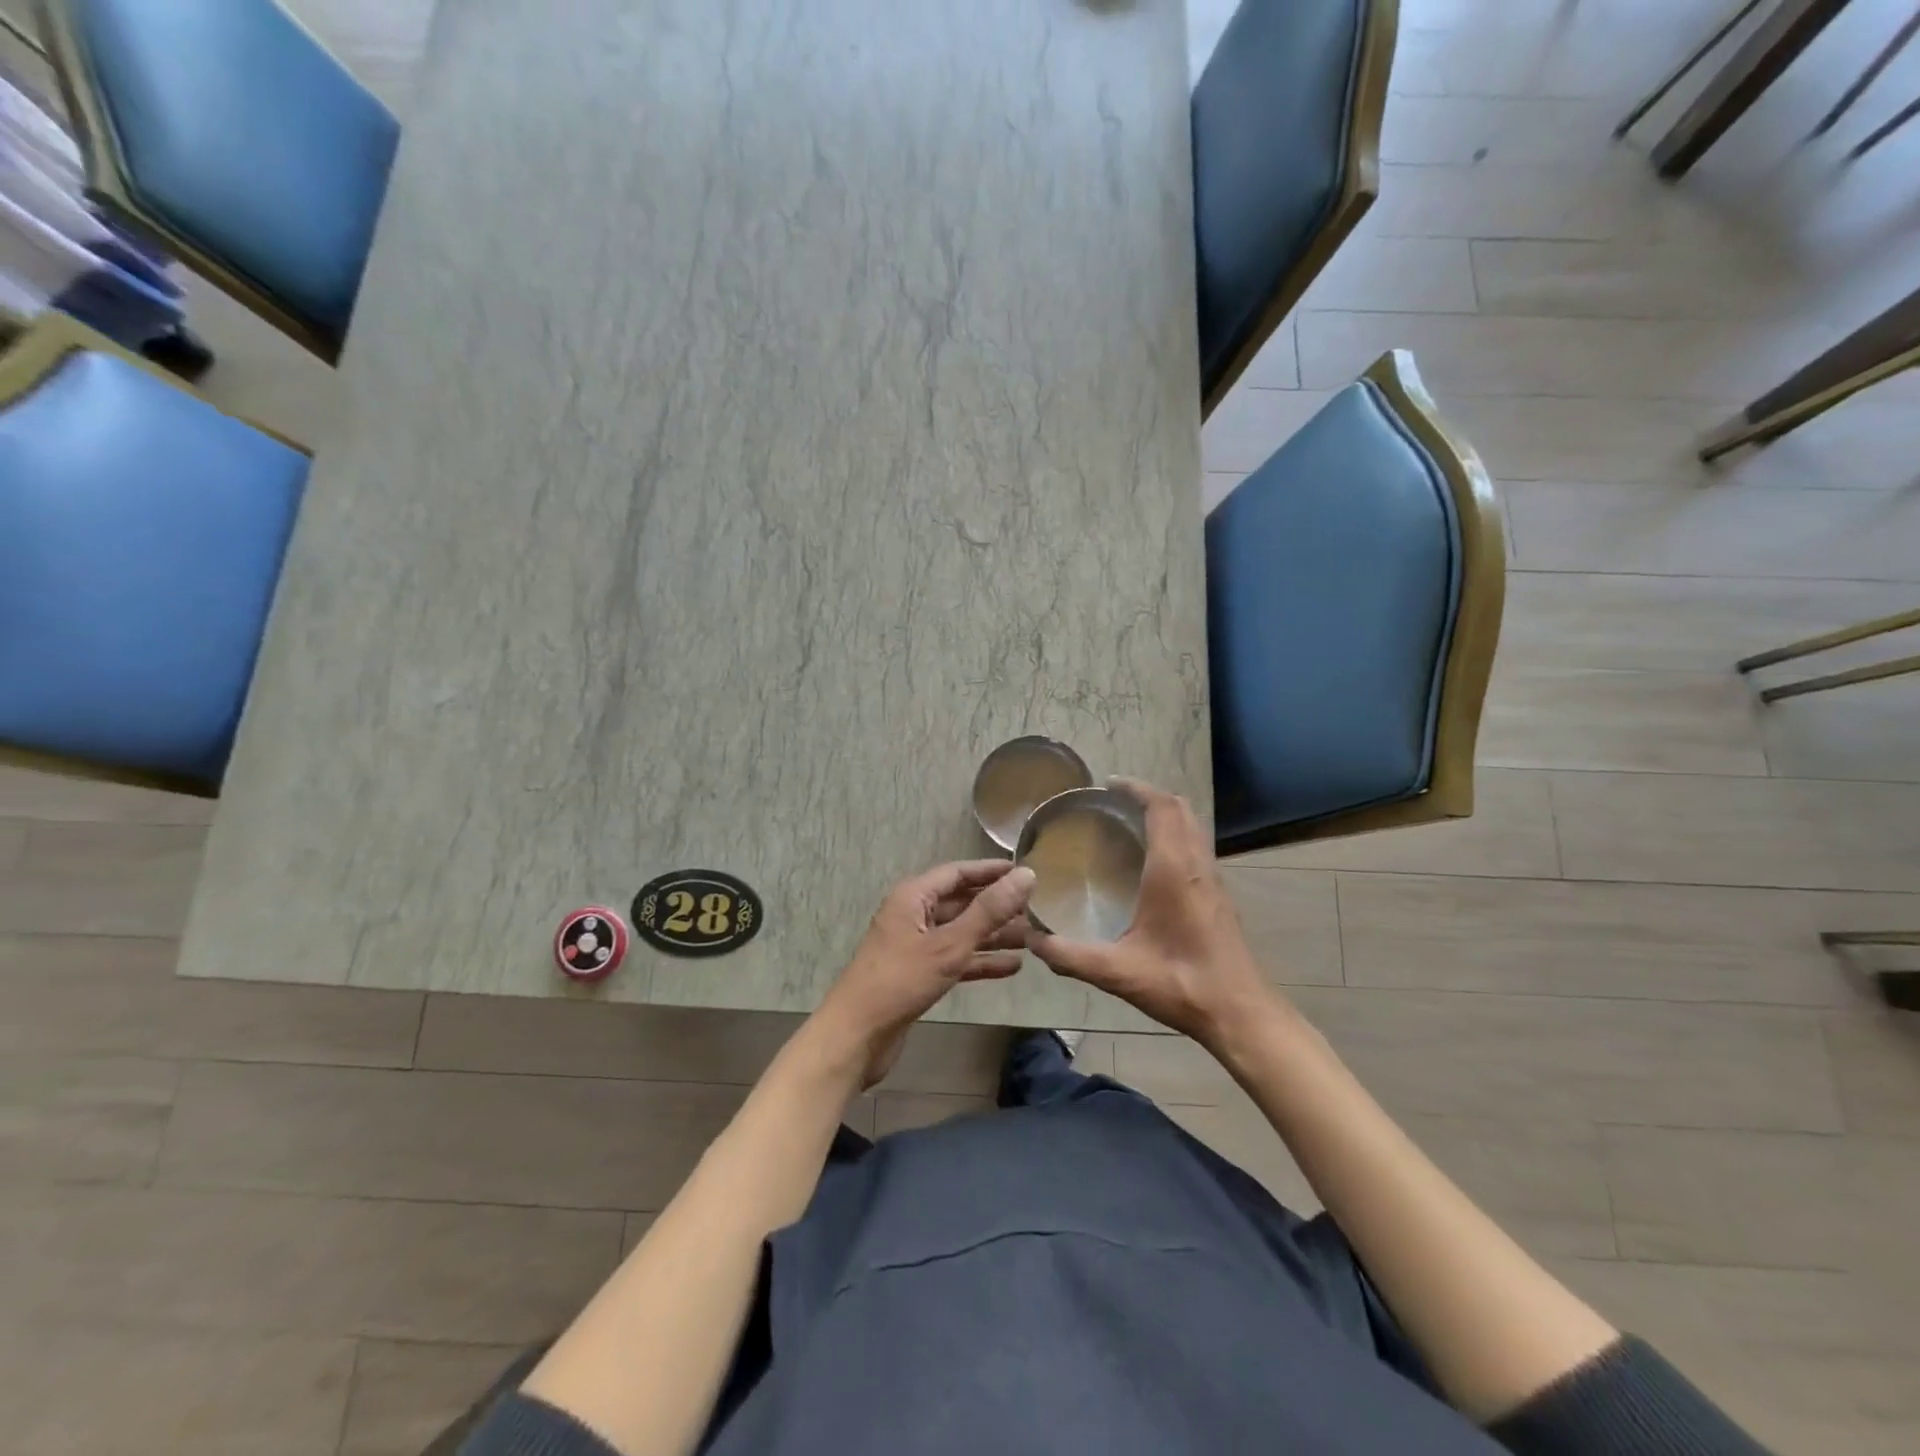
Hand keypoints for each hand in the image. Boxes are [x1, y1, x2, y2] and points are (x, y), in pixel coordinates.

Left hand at [811, 860, 1036, 1087]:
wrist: (858, 1036)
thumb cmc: (901, 981)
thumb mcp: (949, 943)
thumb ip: (989, 910)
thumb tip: (1026, 875)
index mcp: (913, 896)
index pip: (958, 872)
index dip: (991, 871)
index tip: (1026, 872)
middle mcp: (914, 915)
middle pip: (961, 902)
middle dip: (997, 906)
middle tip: (1038, 909)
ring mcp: (916, 946)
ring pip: (961, 932)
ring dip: (994, 935)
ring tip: (1033, 939)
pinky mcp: (920, 974)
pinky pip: (956, 959)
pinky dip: (980, 961)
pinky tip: (1012, 967)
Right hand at [1029, 778, 1275, 1046]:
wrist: (1240, 1013)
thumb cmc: (1181, 983)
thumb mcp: (1118, 972)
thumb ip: (1071, 956)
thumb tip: (1033, 941)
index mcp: (1173, 870)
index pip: (1161, 808)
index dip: (1136, 789)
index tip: (1109, 784)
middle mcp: (1197, 865)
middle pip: (1180, 809)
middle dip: (1150, 796)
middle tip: (1115, 802)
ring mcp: (1213, 880)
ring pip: (1193, 827)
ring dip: (1166, 815)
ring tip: (1131, 825)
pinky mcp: (1219, 896)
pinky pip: (1197, 847)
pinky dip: (1176, 836)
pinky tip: (1153, 864)